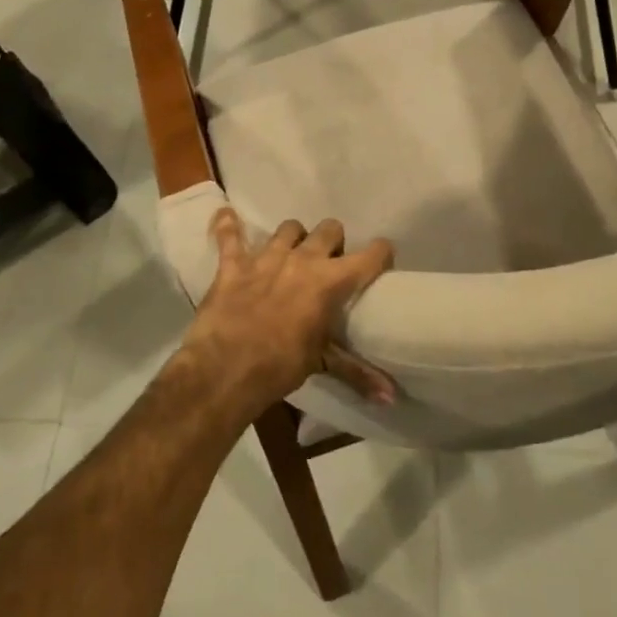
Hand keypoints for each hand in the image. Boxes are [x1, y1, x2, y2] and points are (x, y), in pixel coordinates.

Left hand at [178, 210, 395, 414]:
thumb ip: (358, 373)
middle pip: (329, 229)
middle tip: (329, 262)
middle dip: (333, 242)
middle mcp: (302, 260)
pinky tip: (227, 218)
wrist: (226, 369)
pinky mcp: (233, 265)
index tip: (381, 259)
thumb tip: (391, 397)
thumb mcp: (323, 364)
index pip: (369, 256)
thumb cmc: (281, 366)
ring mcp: (266, 258)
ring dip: (294, 238)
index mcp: (330, 282)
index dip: (379, 254)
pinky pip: (230, 236)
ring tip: (291, 254)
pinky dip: (228, 227)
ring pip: (289, 228)